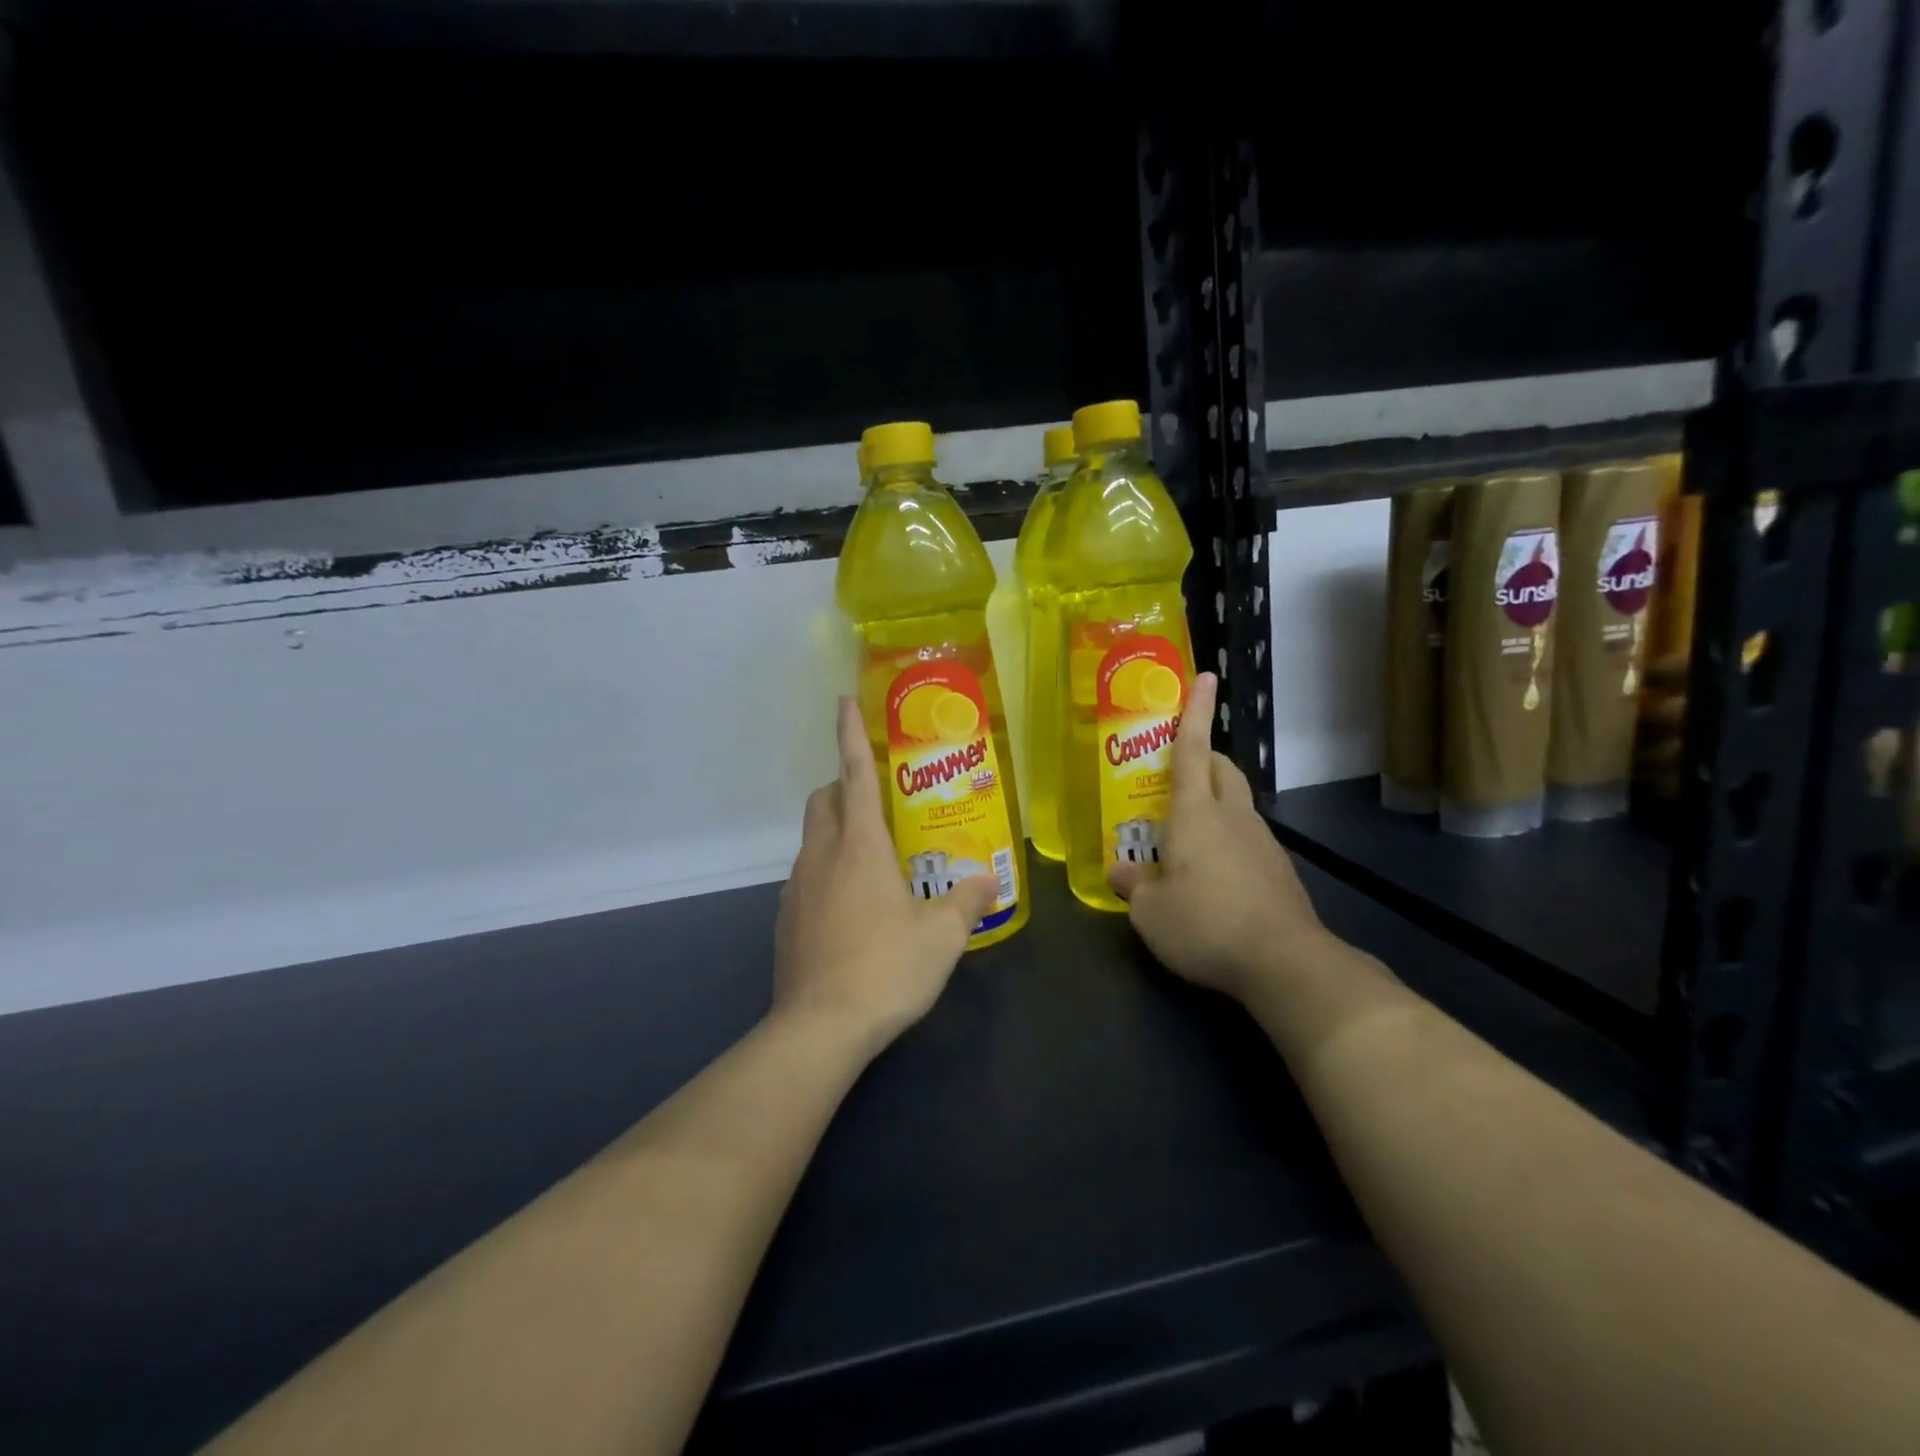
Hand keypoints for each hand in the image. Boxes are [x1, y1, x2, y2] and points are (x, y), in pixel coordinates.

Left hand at [773, 696, 998, 1053]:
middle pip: (823, 799)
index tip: (843, 701)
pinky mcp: (785, 919)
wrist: (819, 1029)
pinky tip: (853, 909)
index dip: (850, 733)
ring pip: (813, 839)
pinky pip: (806, 876)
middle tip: (878, 802)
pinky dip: (827, 872)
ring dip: (837, 833)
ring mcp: (796, 888)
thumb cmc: (885, 969)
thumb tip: (987, 880)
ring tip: (874, 862)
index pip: (854, 774)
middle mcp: (821, 856)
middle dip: (843, 786)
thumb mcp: (942, 936)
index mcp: (860, 846)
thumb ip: (967, 901)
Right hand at [1109, 673, 1327, 1002]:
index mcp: (1196, 813)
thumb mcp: (1150, 912)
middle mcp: (1232, 817)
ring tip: (1186, 834)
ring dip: (1215, 802)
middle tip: (1177, 769)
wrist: (1284, 963)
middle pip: (1222, 769)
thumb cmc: (1205, 924)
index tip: (1206, 677)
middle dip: (1204, 756)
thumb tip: (1121, 870)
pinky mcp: (1279, 871)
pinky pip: (1248, 838)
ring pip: (1237, 803)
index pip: (1193, 749)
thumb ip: (1133, 884)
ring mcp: (1262, 842)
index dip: (1196, 711)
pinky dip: (1228, 839)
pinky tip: (1213, 876)